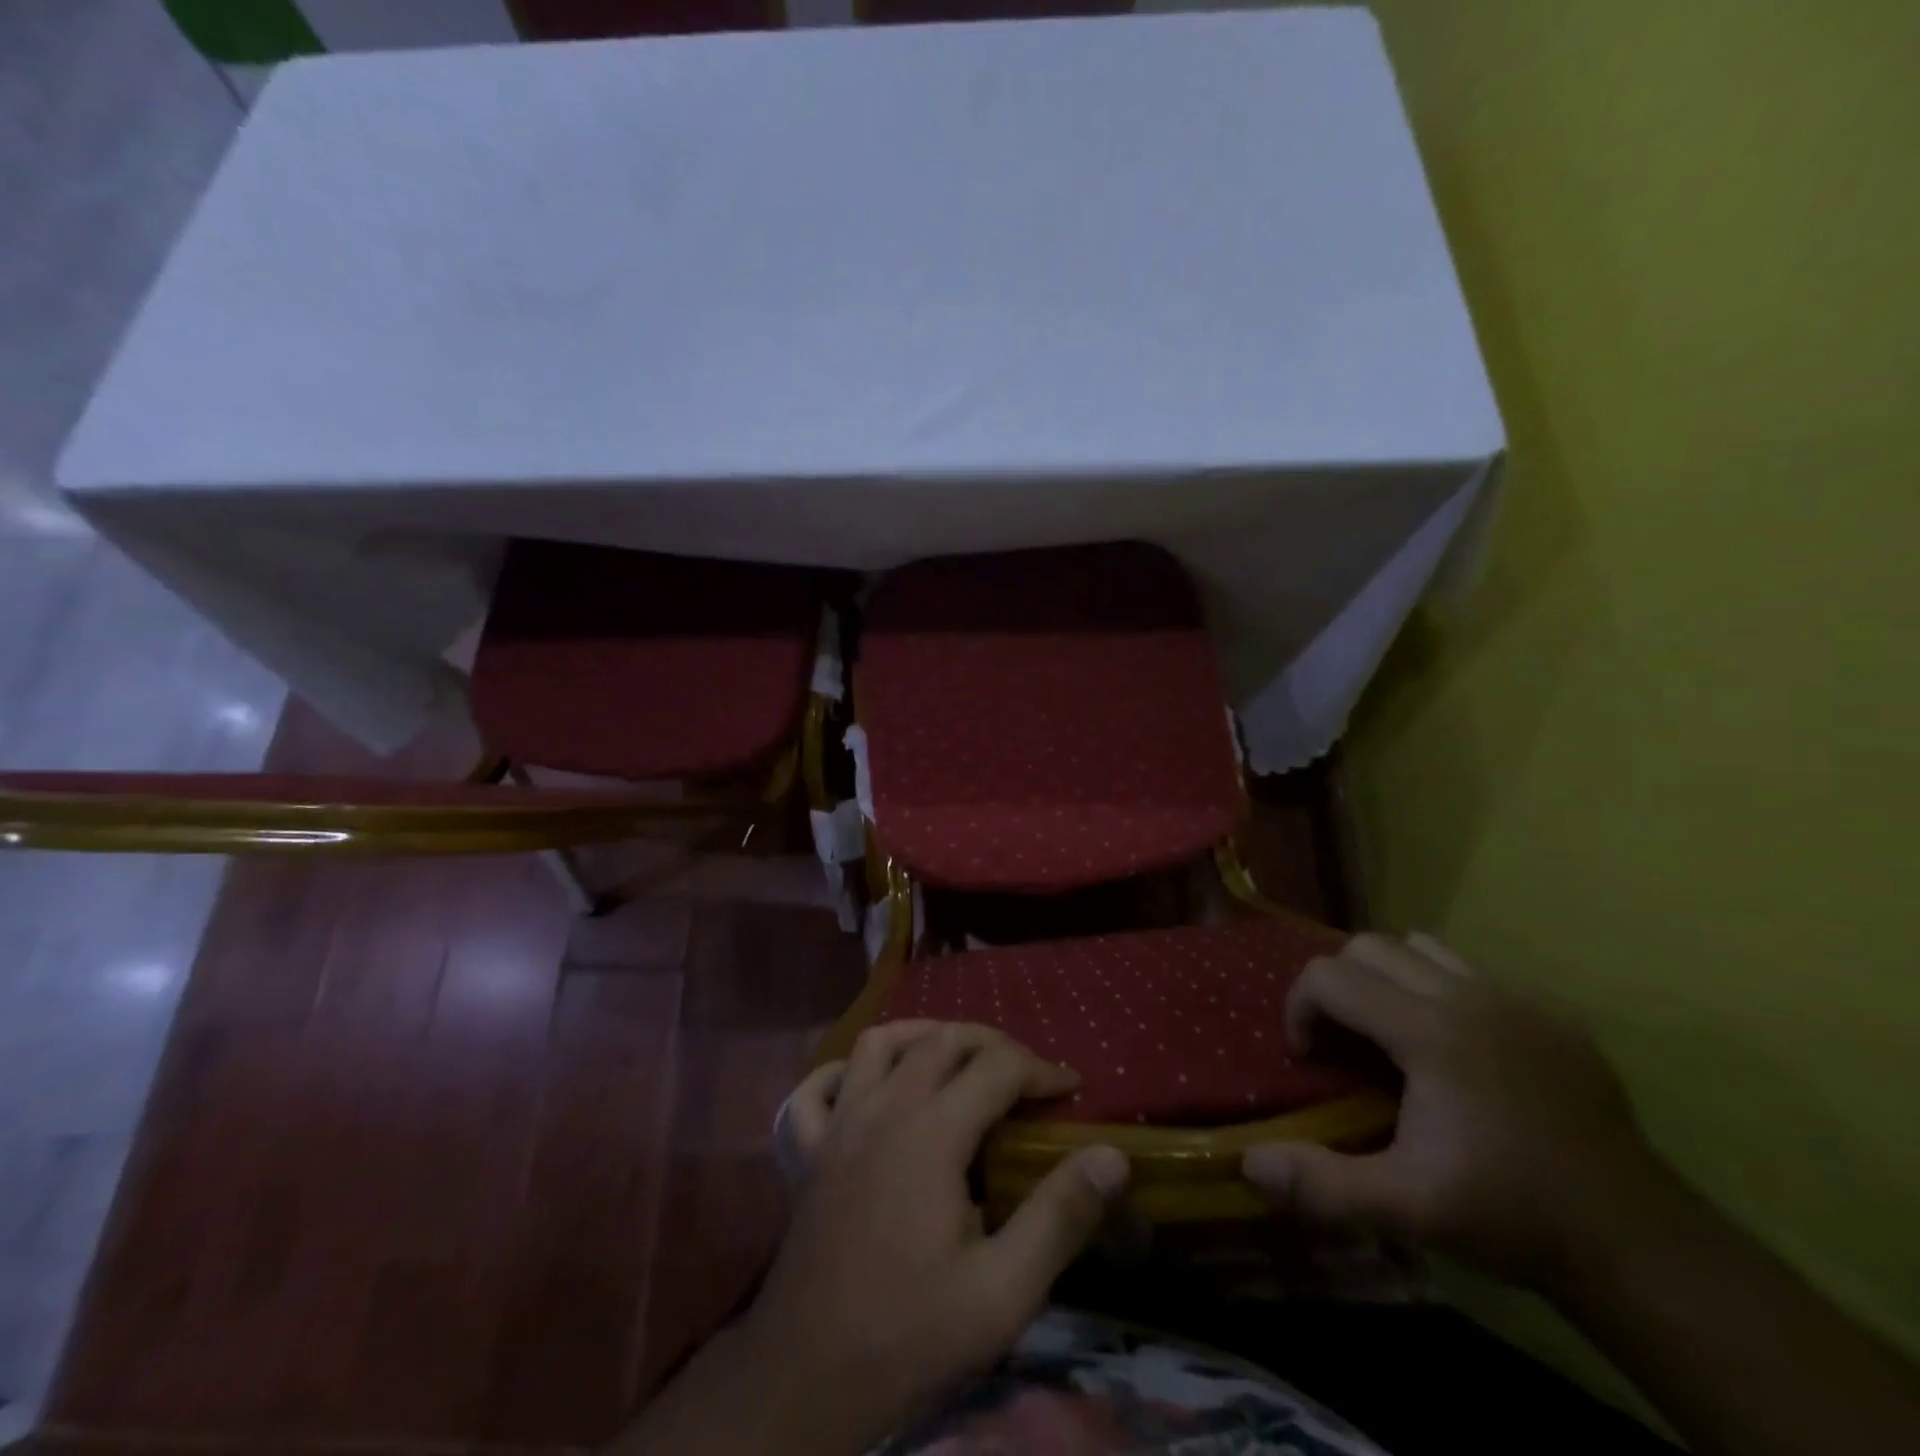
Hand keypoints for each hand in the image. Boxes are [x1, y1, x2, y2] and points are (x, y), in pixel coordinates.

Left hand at [738, 1022, 1129, 1453]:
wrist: (806, 1379)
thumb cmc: (909, 1334)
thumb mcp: (1002, 1293)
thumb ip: (1060, 1217)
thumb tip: (1112, 1156)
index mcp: (931, 1132)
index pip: (998, 1067)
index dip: (1042, 1070)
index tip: (1072, 1090)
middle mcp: (883, 1108)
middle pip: (943, 1040)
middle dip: (992, 1045)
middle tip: (1026, 1076)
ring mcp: (838, 1124)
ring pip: (880, 1043)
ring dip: (923, 1037)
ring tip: (957, 1061)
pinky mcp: (808, 1150)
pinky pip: (818, 1087)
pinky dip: (845, 1073)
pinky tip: (868, 1088)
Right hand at [1242, 933, 1662, 1286]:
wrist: (1639, 1244)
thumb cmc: (1510, 1214)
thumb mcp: (1404, 1208)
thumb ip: (1320, 1184)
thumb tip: (1248, 1162)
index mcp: (1429, 1031)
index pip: (1329, 976)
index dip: (1300, 1008)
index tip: (1309, 1057)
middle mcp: (1469, 996)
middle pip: (1369, 946)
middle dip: (1339, 985)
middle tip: (1345, 1043)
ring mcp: (1518, 1000)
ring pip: (1424, 948)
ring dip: (1391, 979)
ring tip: (1397, 1036)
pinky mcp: (1556, 1015)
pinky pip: (1478, 974)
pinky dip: (1447, 993)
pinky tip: (1464, 1053)